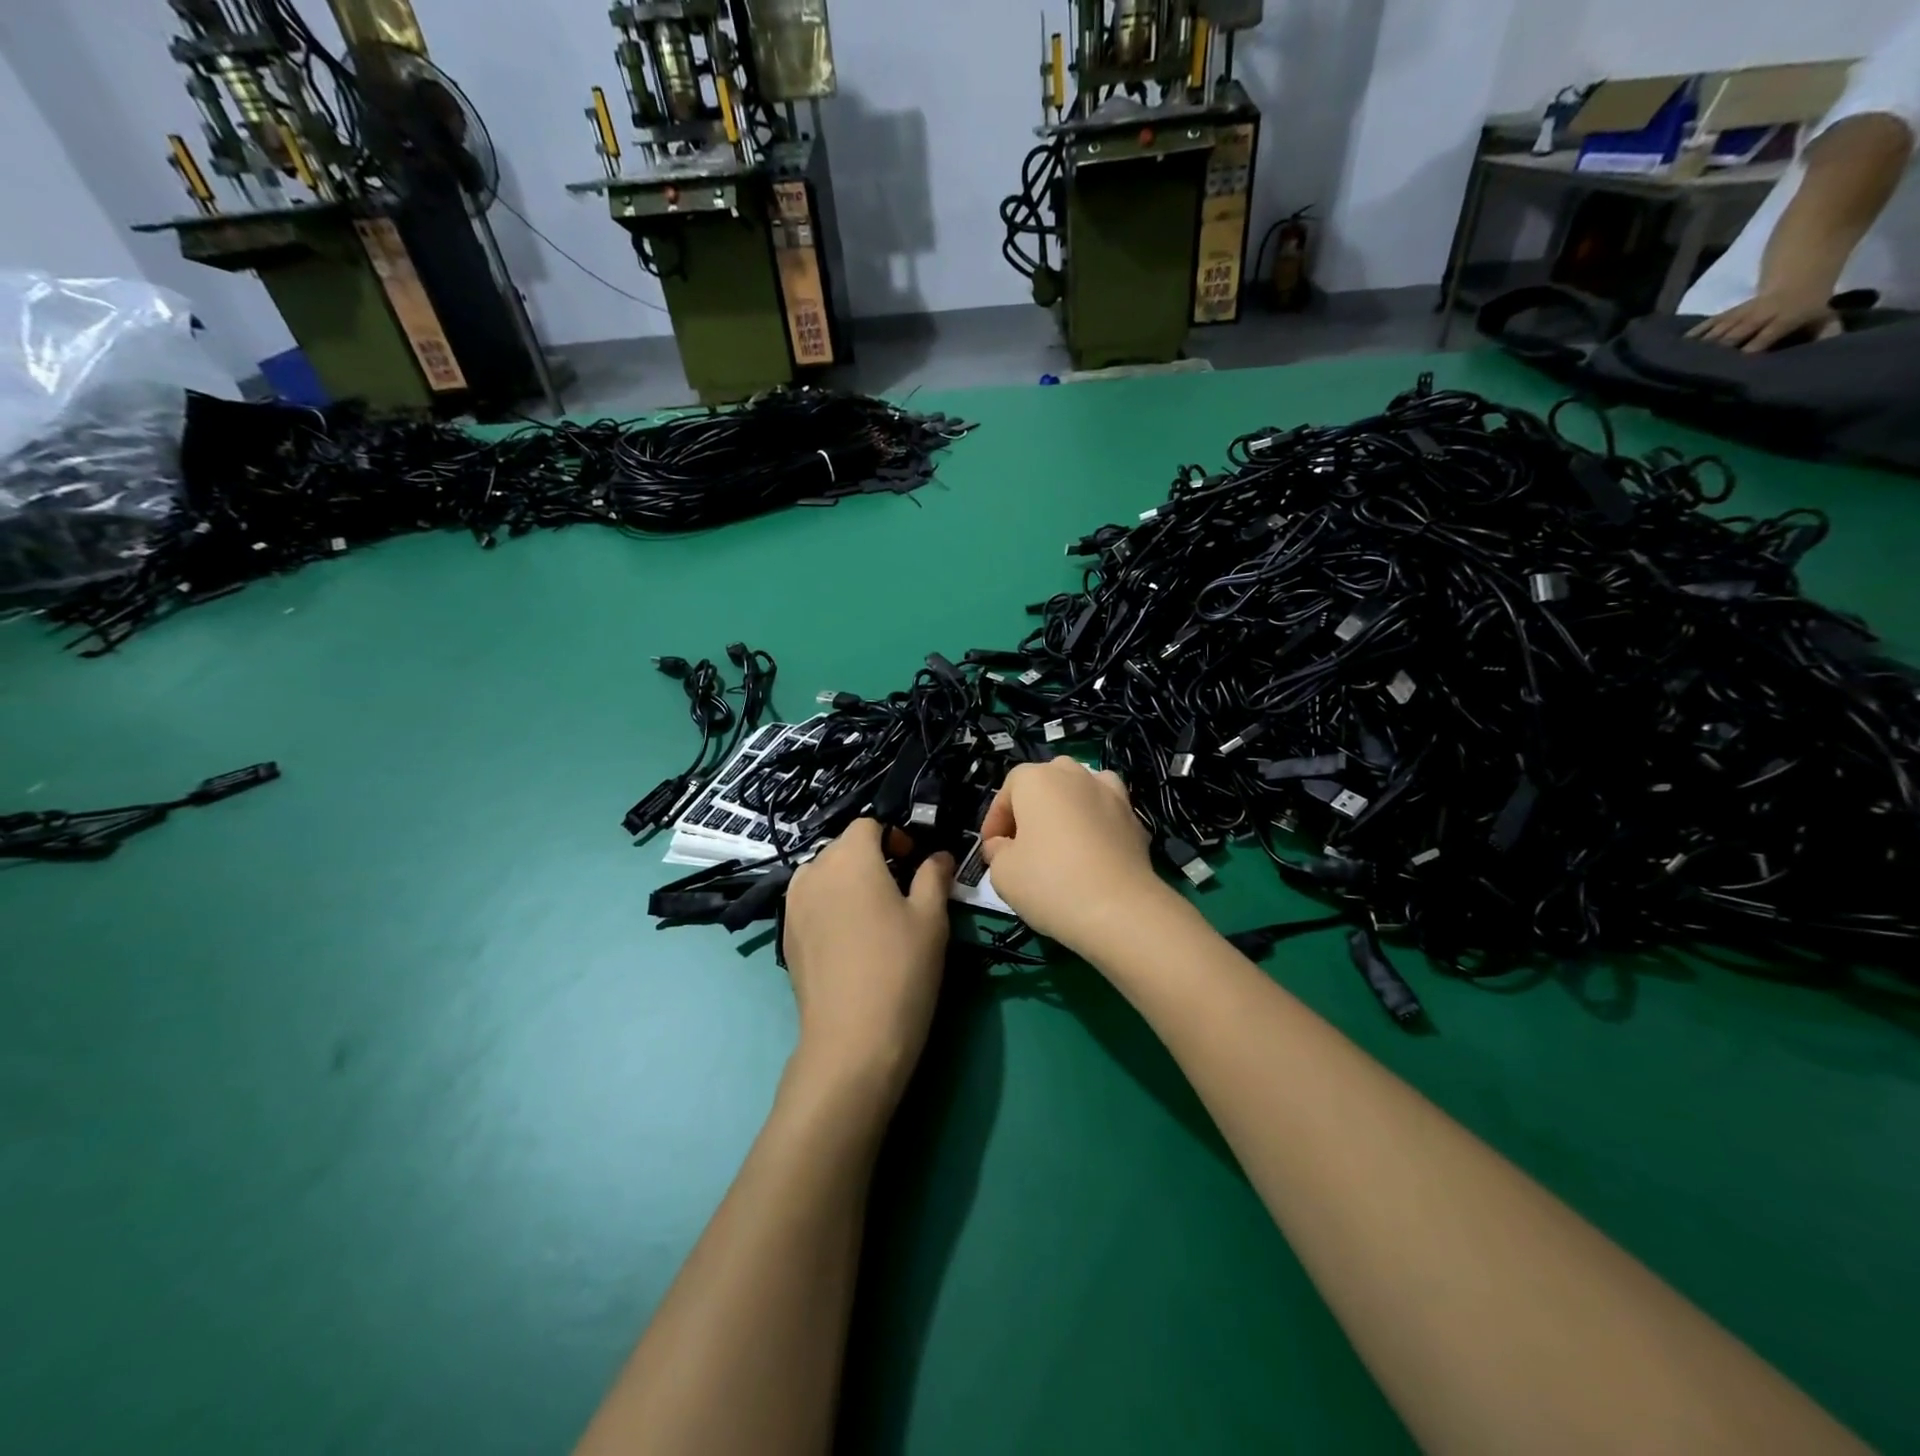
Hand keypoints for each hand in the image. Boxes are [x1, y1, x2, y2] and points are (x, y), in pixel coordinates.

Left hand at [783, 819, 952, 1105]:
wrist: (852, 1040)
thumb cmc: (900, 968)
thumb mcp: (931, 918)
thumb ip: (934, 876)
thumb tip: (937, 856)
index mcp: (849, 856)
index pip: (869, 825)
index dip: (895, 837)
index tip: (915, 865)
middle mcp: (813, 871)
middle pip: (844, 849)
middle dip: (872, 860)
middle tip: (902, 893)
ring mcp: (793, 905)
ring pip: (824, 876)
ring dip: (848, 883)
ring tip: (874, 917)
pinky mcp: (786, 936)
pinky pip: (811, 904)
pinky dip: (831, 908)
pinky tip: (851, 944)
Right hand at [979, 758, 1170, 954]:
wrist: (1119, 909)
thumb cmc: (1049, 883)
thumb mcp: (1002, 872)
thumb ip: (997, 850)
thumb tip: (1004, 846)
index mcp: (1038, 780)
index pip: (1008, 788)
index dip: (995, 820)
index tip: (991, 849)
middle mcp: (1075, 775)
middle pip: (1046, 782)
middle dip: (1031, 808)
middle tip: (1023, 843)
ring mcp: (1111, 794)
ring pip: (1081, 790)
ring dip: (1068, 808)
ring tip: (1061, 839)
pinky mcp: (1135, 819)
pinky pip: (1106, 813)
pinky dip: (1097, 824)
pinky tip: (1093, 852)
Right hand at [1686, 287, 1841, 352]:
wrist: (1797, 279)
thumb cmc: (1808, 307)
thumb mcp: (1825, 318)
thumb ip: (1826, 334)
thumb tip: (1827, 350)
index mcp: (1784, 318)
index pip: (1764, 337)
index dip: (1750, 351)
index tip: (1737, 367)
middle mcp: (1759, 316)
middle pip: (1734, 335)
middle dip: (1719, 351)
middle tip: (1703, 370)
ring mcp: (1740, 313)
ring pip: (1719, 331)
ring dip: (1703, 347)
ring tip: (1686, 364)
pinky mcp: (1727, 313)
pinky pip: (1708, 324)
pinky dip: (1694, 334)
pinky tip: (1681, 347)